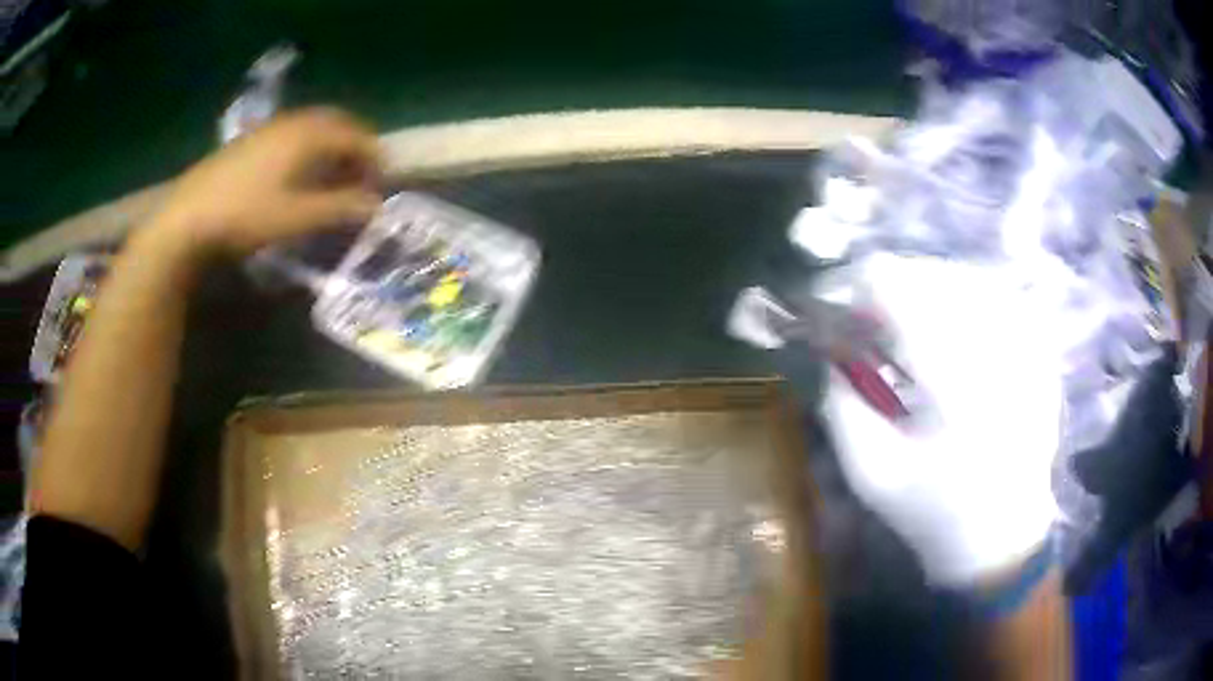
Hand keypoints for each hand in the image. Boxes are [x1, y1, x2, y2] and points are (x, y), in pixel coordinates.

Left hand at [148, 107, 382, 258]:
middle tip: (361, 176)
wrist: (186, 218)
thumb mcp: (297, 218)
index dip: (375, 158)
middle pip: (337, 123)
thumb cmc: (245, 216)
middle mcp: (293, 122)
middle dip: (355, 146)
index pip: (357, 136)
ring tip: (332, 176)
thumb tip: (377, 206)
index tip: (382, 185)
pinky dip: (308, 147)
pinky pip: (292, 133)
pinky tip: (297, 173)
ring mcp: (269, 128)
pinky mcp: (250, 140)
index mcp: (309, 135)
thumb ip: (340, 208)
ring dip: (331, 146)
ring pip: (313, 127)